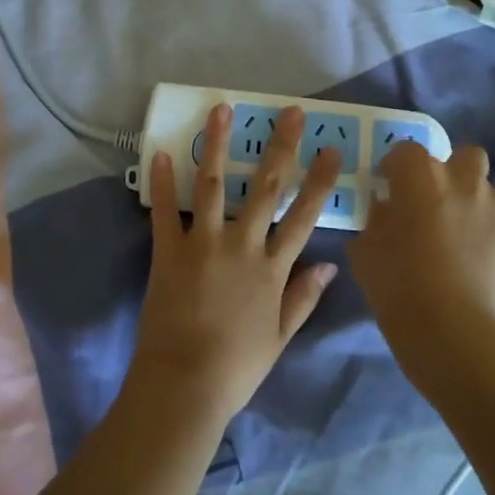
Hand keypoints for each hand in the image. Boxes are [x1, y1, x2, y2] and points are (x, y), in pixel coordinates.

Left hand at [129, 104, 343, 423]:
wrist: (184, 384)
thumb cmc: (236, 366)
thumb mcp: (280, 337)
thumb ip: (303, 298)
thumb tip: (330, 266)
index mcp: (272, 268)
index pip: (303, 216)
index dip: (319, 181)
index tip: (331, 150)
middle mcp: (242, 245)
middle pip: (265, 187)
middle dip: (280, 146)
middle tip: (290, 112)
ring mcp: (203, 244)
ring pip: (212, 184)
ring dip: (216, 145)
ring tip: (220, 110)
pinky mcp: (169, 251)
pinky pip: (165, 211)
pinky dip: (162, 181)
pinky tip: (162, 151)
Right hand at [348, 142, 494, 385]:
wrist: (455, 334)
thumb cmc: (398, 287)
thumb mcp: (365, 248)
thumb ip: (376, 217)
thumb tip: (387, 207)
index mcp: (419, 176)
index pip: (405, 150)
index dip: (397, 168)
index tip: (391, 190)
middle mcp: (462, 179)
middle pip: (461, 155)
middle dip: (450, 172)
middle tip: (435, 204)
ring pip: (486, 187)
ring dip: (473, 201)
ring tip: (463, 236)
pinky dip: (492, 230)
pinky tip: (481, 259)